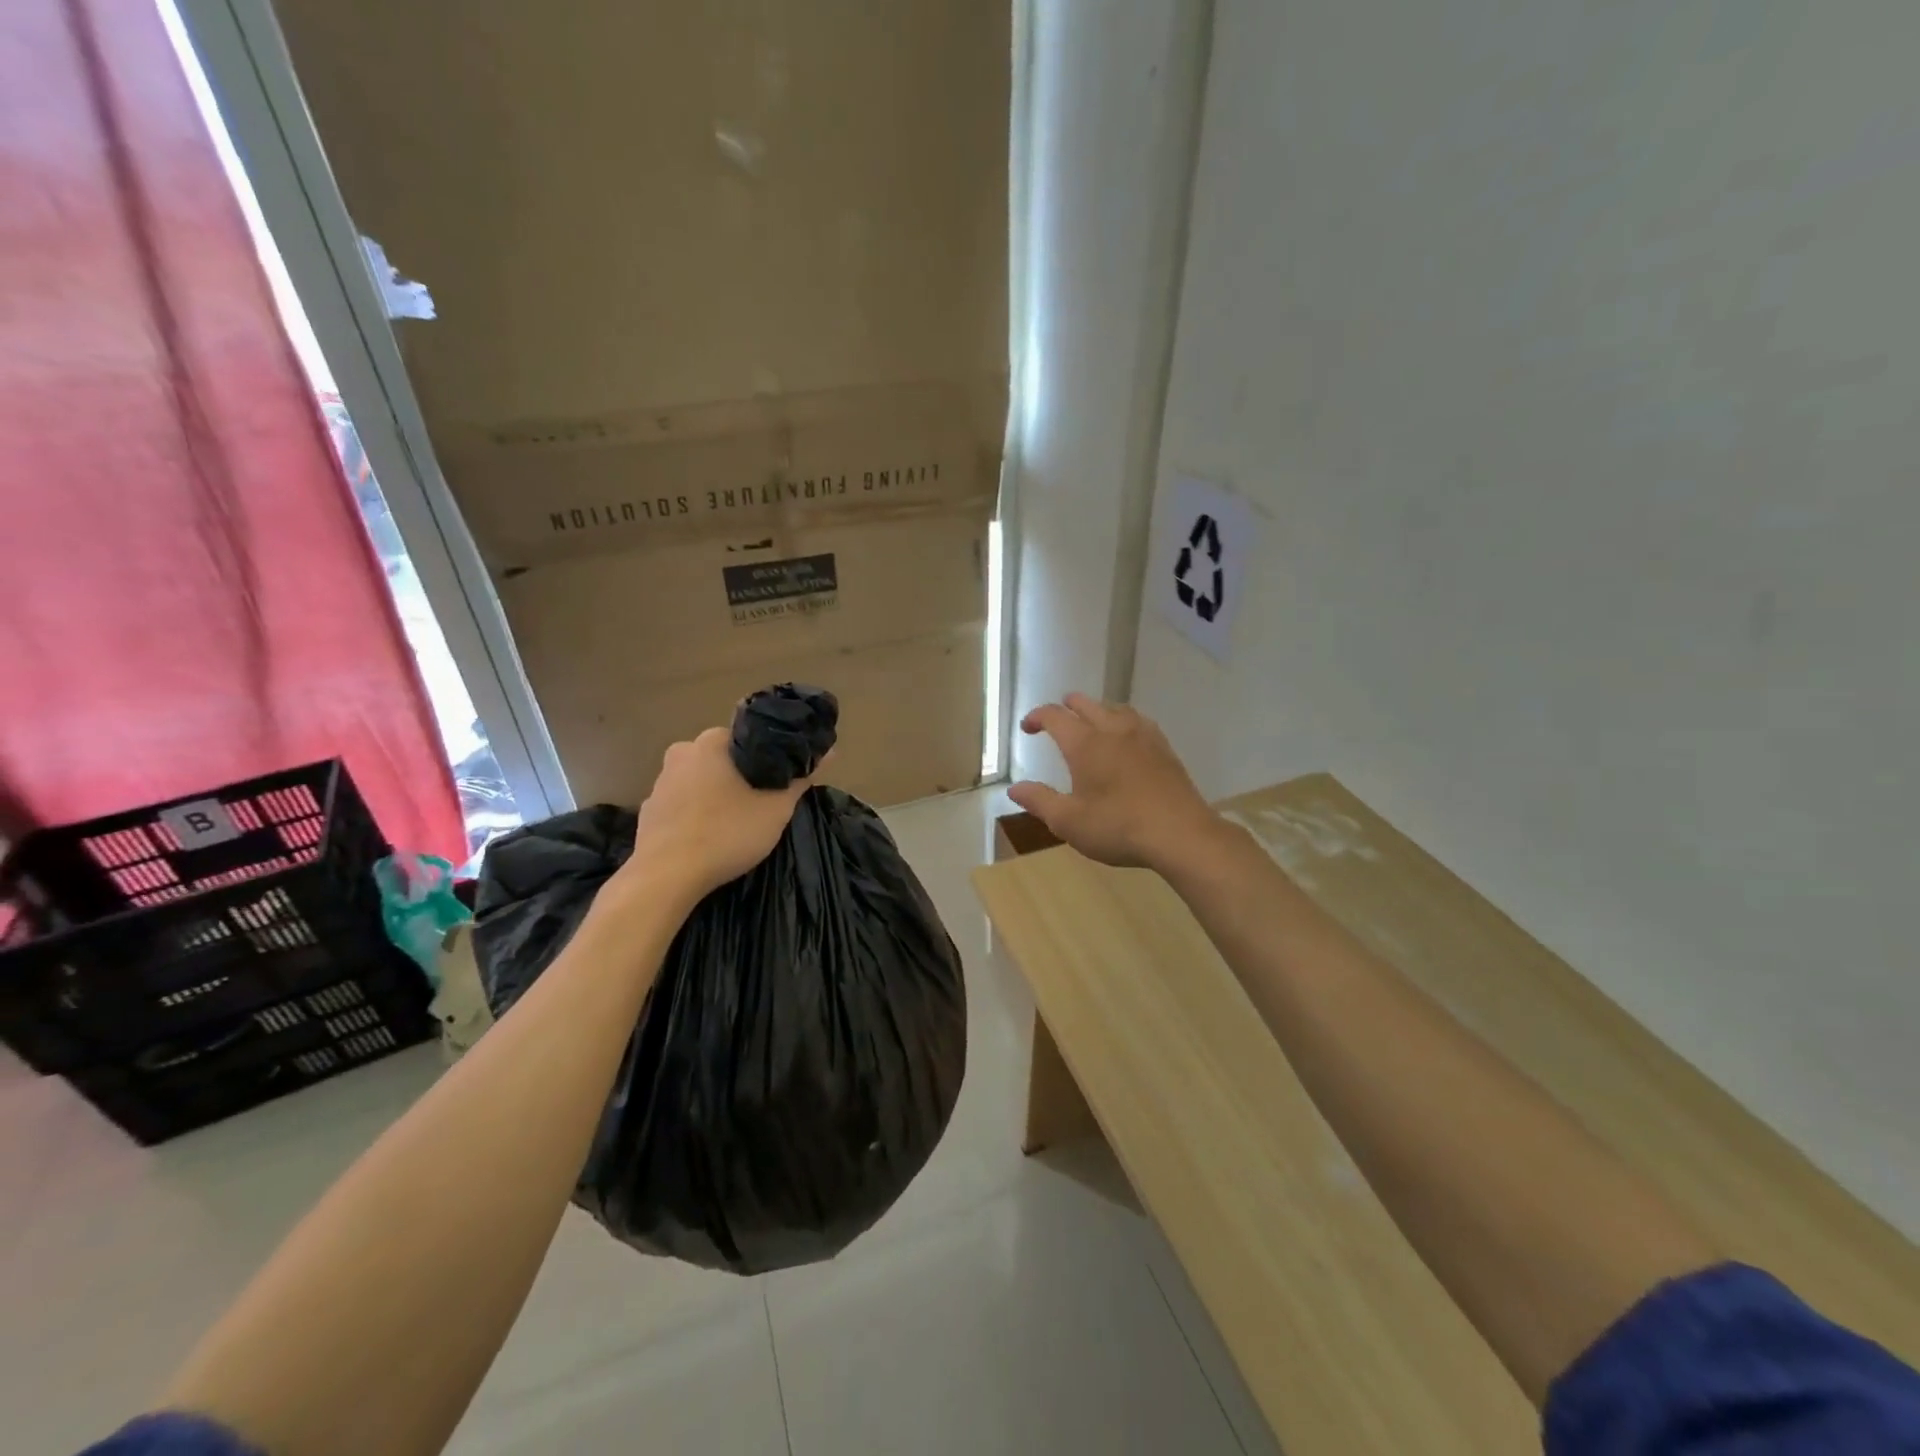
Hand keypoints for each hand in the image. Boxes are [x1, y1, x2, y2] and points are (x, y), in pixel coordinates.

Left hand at [609, 726, 816, 908]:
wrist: (666, 877)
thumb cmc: (727, 833)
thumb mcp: (776, 808)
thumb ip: (801, 777)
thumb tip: (830, 750)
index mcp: (712, 742)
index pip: (749, 737)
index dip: (768, 757)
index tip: (780, 778)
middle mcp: (682, 752)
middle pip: (723, 757)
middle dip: (741, 775)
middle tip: (762, 801)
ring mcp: (660, 781)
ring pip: (701, 779)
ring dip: (717, 793)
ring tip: (735, 821)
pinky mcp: (649, 809)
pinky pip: (682, 803)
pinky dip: (696, 812)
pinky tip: (707, 835)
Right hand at [1008, 694, 1220, 872]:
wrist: (1181, 834)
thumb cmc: (1118, 827)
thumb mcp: (1069, 821)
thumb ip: (1039, 801)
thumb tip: (1015, 789)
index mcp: (1085, 744)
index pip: (1055, 716)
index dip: (1037, 717)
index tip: (1028, 727)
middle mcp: (1113, 730)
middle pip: (1087, 704)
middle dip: (1067, 706)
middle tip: (1057, 716)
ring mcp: (1143, 736)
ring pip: (1115, 708)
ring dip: (1097, 710)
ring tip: (1091, 721)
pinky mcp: (1164, 749)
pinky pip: (1139, 721)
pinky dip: (1123, 721)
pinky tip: (1127, 737)